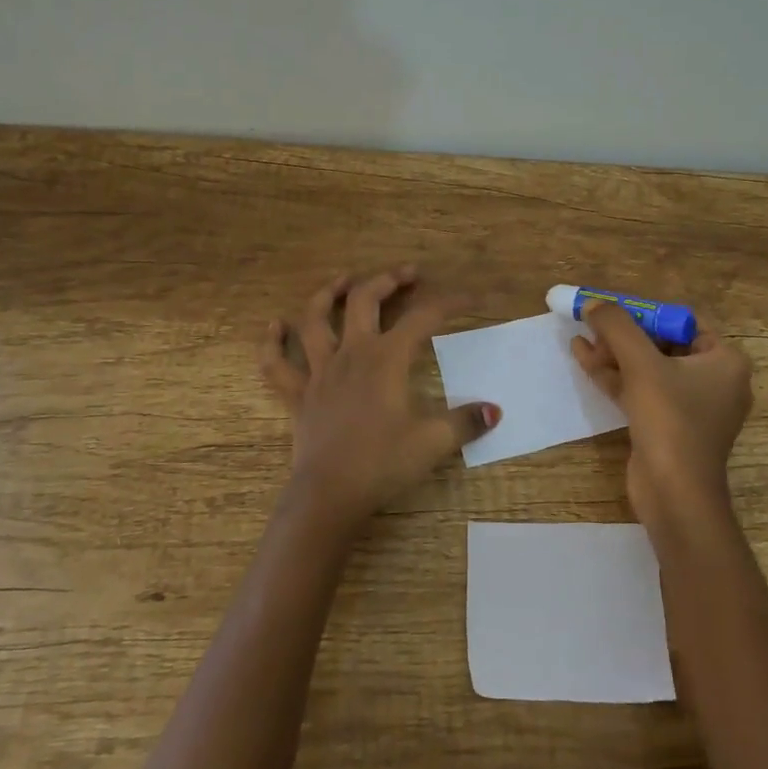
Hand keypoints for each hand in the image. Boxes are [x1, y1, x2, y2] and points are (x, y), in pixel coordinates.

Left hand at [260, 267, 500, 531]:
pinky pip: (276, 365)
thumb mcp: (432, 443)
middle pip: (364, 301)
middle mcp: (351, 354)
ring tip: (342, 280)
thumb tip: (495, 411)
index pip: (423, 318)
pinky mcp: (297, 395)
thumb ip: (465, 423)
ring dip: (327, 295)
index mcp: (386, 359)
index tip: (470, 299)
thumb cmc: (382, 464)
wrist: (329, 495)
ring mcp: (319, 372)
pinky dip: (272, 344)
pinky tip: (274, 326)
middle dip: (387, 281)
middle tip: (407, 273)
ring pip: (315, 320)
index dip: (449, 304)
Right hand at [571, 301, 753, 526]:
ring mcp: (692, 406)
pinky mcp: (670, 426)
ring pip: (648, 368)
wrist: (674, 494)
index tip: (612, 308)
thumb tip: (593, 302)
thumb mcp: (641, 364)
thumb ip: (616, 326)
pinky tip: (584, 359)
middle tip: (593, 325)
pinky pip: (643, 390)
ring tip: (580, 338)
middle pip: (662, 343)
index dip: (644, 312)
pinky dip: (616, 376)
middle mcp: (715, 380)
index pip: (682, 321)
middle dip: (624, 334)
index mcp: (725, 361)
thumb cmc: (670, 420)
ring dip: (614, 353)